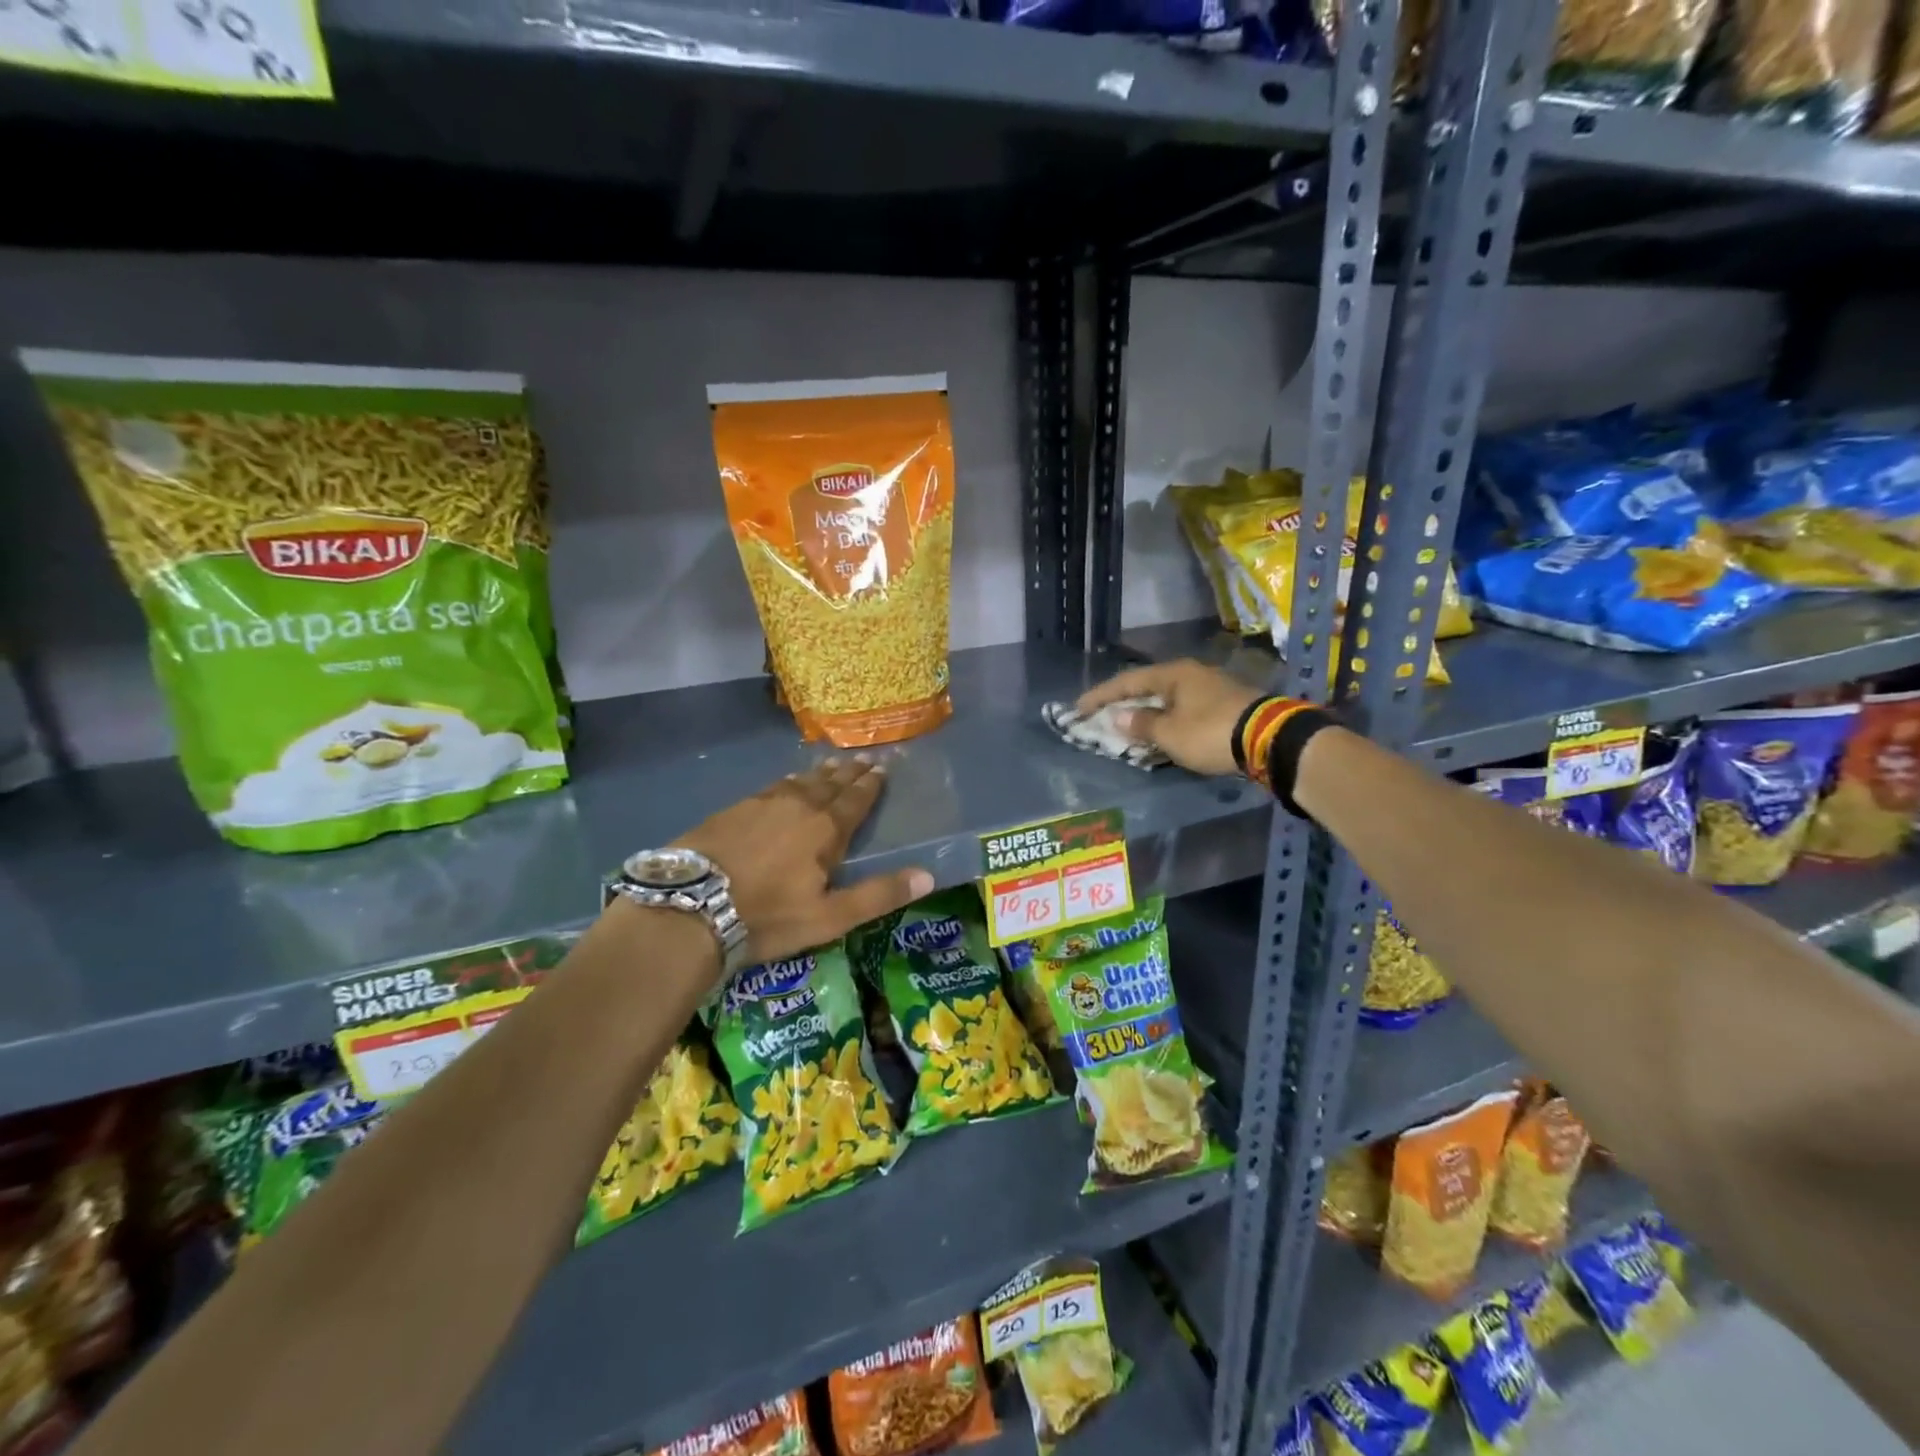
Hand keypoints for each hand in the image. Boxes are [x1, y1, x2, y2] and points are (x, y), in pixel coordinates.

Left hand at [675, 758, 933, 966]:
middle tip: (863, 758)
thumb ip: (878, 895)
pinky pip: (772, 787)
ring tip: (831, 763)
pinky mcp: (733, 809)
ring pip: (799, 781)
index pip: (855, 800)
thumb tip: (929, 876)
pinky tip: (786, 783)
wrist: (690, 906)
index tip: (882, 767)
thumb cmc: (767, 916)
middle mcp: (798, 806)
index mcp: (825, 829)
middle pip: (829, 784)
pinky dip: (788, 781)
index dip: (870, 785)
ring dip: (819, 773)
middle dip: (849, 772)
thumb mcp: (829, 917)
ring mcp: (762, 804)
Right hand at [1077, 659, 1261, 777]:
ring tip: (1128, 727)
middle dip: (1124, 703)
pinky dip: (1167, 719)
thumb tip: (1118, 717)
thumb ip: (1141, 724)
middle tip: (1101, 716)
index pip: (1127, 681)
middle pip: (1148, 687)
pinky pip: (1184, 709)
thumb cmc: (1210, 733)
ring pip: (1168, 699)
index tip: (1078, 708)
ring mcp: (1211, 688)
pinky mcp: (1226, 705)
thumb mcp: (1169, 733)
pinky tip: (1161, 732)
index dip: (1100, 695)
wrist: (1270, 740)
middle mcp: (1191, 674)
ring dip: (1146, 713)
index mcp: (1173, 674)